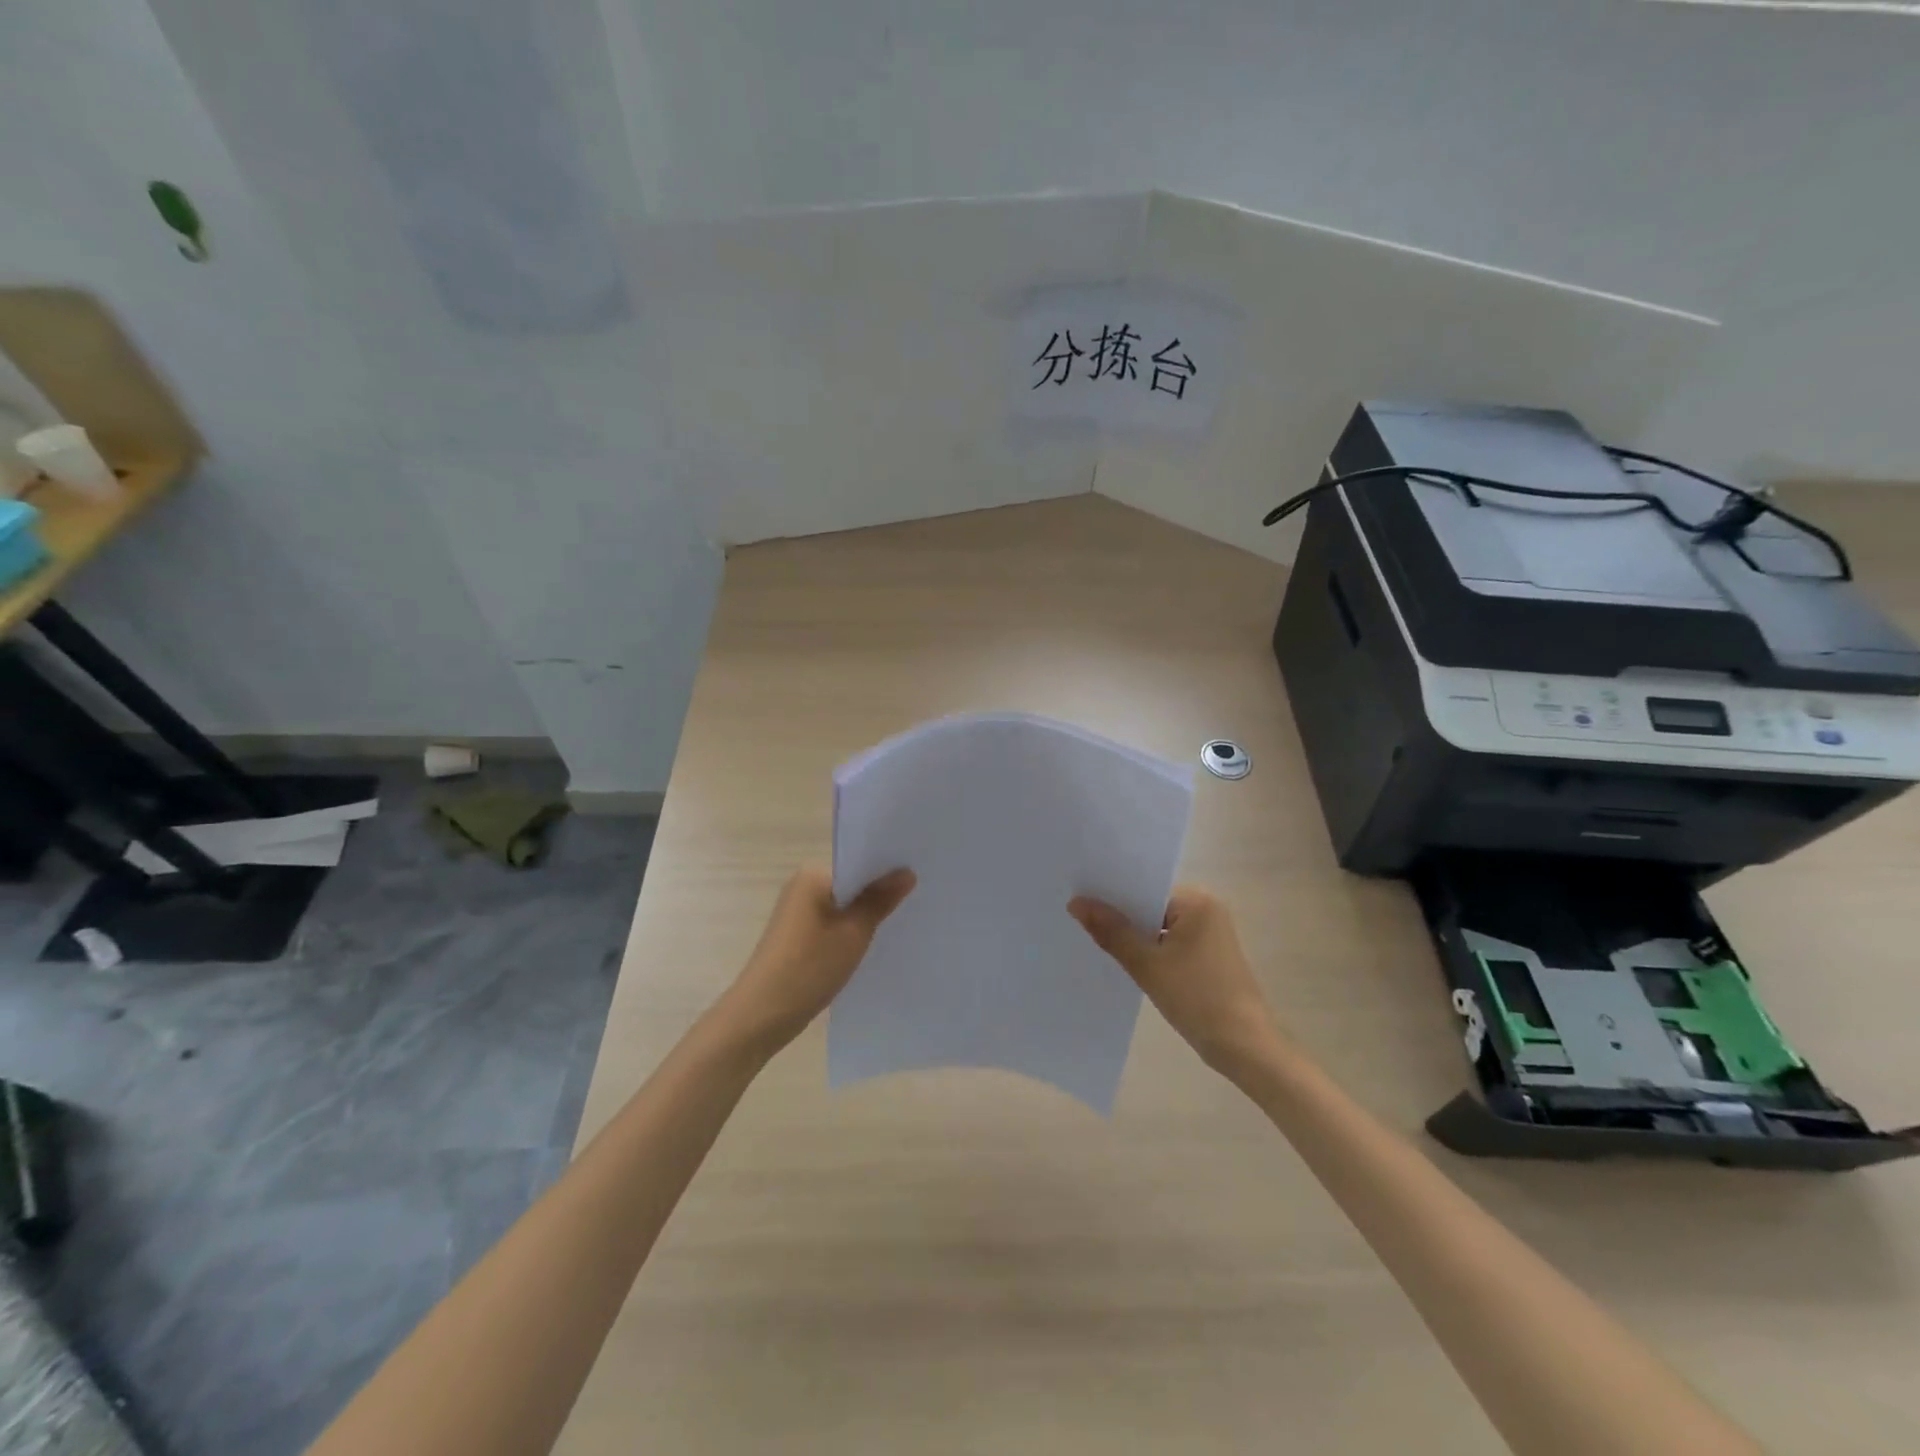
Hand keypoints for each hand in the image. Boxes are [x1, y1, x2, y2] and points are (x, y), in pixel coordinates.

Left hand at [712, 865, 915, 1056]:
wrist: (762, 1015)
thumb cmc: (809, 967)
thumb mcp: (853, 933)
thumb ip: (880, 900)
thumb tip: (907, 871)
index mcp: (813, 875)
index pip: (859, 861)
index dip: (889, 869)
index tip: (921, 876)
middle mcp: (803, 885)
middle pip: (852, 882)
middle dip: (880, 892)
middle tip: (920, 898)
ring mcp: (798, 911)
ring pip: (844, 905)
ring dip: (867, 913)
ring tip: (904, 920)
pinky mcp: (798, 934)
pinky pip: (834, 922)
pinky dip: (852, 929)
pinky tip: (875, 942)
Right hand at [1069, 885, 1284, 1078]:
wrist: (1244, 1047)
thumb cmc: (1197, 998)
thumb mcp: (1147, 964)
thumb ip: (1111, 931)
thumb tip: (1076, 903)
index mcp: (1197, 901)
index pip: (1145, 888)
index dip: (1112, 895)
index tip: (1079, 899)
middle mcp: (1206, 908)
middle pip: (1151, 906)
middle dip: (1121, 917)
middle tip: (1078, 919)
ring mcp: (1210, 933)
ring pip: (1158, 927)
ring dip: (1134, 937)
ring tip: (1095, 940)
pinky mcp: (1208, 957)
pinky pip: (1169, 943)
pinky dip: (1150, 951)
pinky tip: (1124, 961)